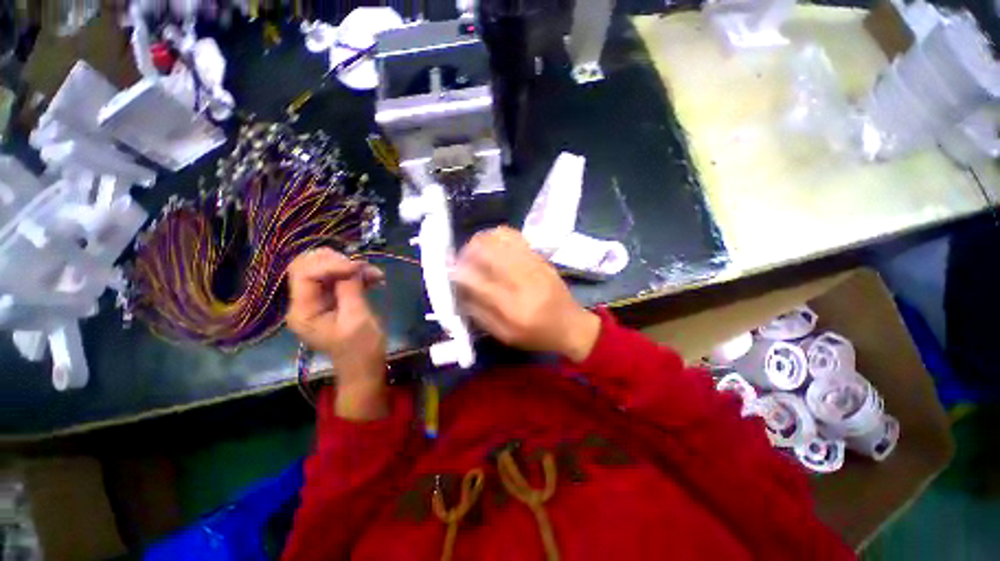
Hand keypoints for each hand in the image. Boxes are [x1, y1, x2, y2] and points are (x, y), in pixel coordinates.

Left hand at [286, 248, 387, 419]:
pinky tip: (374, 278)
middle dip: (337, 261)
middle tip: (362, 267)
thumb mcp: (357, 318)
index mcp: (303, 311)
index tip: (358, 267)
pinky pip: (337, 278)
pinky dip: (355, 274)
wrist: (364, 367)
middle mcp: (303, 302)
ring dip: (350, 266)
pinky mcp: (330, 300)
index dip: (331, 264)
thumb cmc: (361, 348)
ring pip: (323, 268)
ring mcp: (316, 300)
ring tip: (375, 274)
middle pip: (308, 265)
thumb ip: (350, 289)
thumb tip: (353, 264)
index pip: (305, 273)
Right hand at [452, 227, 600, 361]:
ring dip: (482, 241)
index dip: (459, 273)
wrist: (572, 326)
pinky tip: (493, 243)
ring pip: (501, 239)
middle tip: (461, 259)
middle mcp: (522, 281)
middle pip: (489, 252)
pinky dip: (499, 235)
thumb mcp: (505, 335)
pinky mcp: (541, 258)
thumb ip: (480, 314)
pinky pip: (516, 237)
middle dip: (468, 251)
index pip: (478, 282)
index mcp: (512, 308)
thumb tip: (460, 292)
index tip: (450, 271)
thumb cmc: (537, 335)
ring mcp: (534, 265)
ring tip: (475, 250)